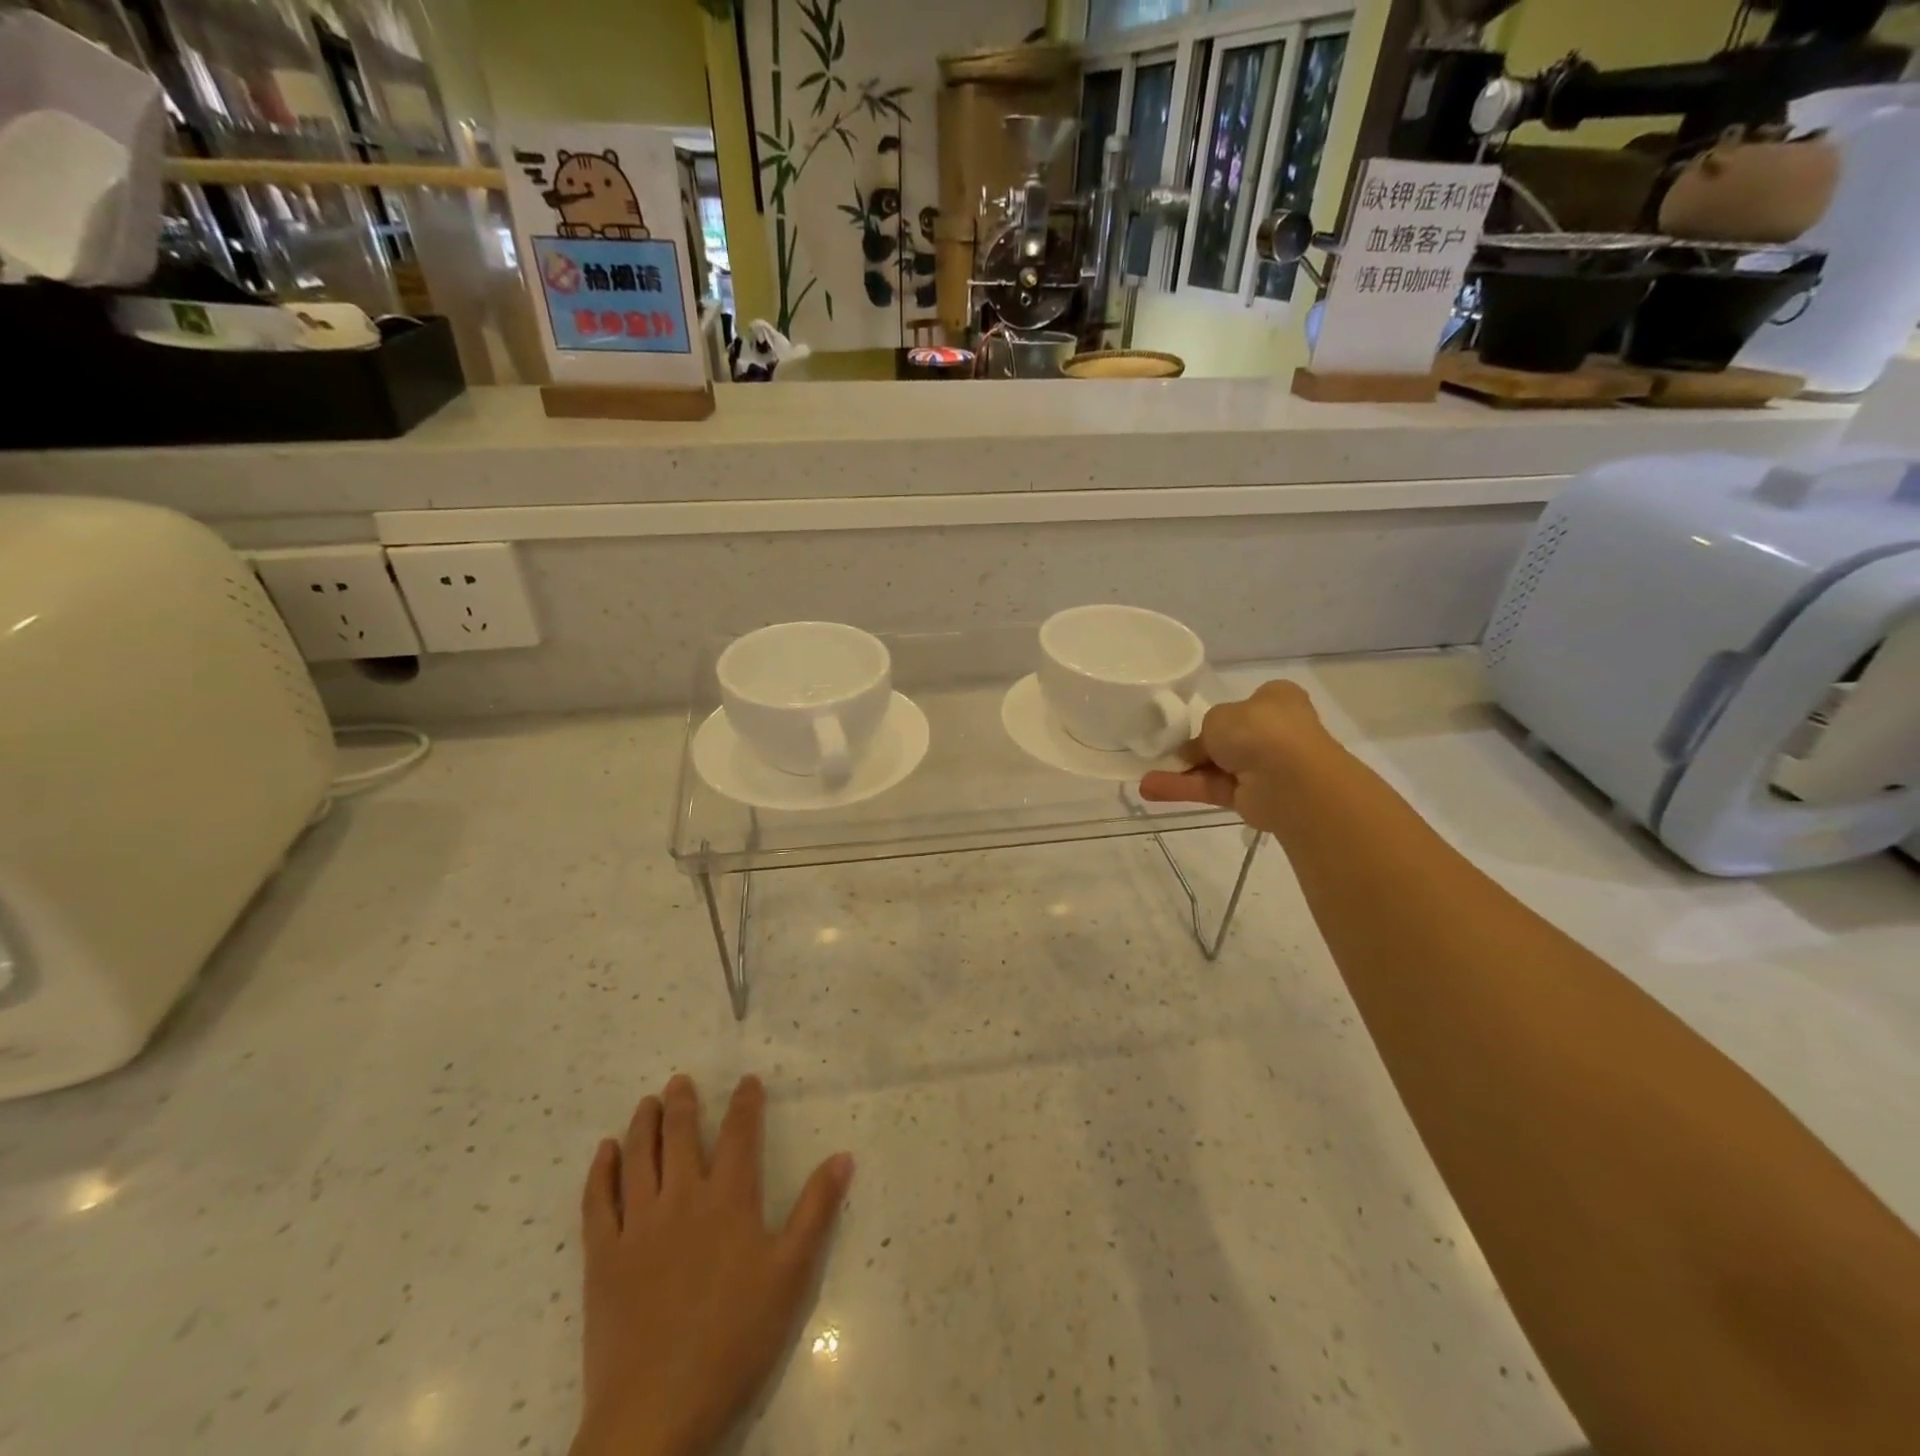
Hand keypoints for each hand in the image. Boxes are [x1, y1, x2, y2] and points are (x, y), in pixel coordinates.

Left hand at [572, 1074, 853, 1455]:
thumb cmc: (734, 1341)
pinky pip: (598, 1201)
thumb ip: (817, 1211)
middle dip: (683, 1103)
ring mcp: (638, 1226)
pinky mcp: (603, 1258)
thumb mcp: (790, 1276)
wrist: (656, 1413)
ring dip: (643, 1124)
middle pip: (681, 1136)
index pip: (740, 1134)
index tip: (747, 1080)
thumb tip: (844, 1156)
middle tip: (680, 1080)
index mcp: (729, 1200)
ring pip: (638, 1158)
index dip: (745, 1102)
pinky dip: (601, 1171)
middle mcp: (682, 1199)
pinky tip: (604, 1153)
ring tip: (647, 1103)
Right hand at [1138, 679, 1334, 834]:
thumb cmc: (1259, 730)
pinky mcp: (1252, 797)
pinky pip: (1213, 789)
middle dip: (1194, 749)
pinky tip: (1150, 789)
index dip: (1218, 715)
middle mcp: (1273, 732)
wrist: (1290, 778)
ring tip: (1143, 779)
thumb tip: (1196, 751)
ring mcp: (1264, 767)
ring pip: (1215, 768)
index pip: (1244, 705)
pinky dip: (1184, 789)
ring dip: (1181, 773)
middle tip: (1162, 753)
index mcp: (1275, 701)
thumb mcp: (1218, 716)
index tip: (1191, 725)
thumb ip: (1202, 731)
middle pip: (1226, 740)